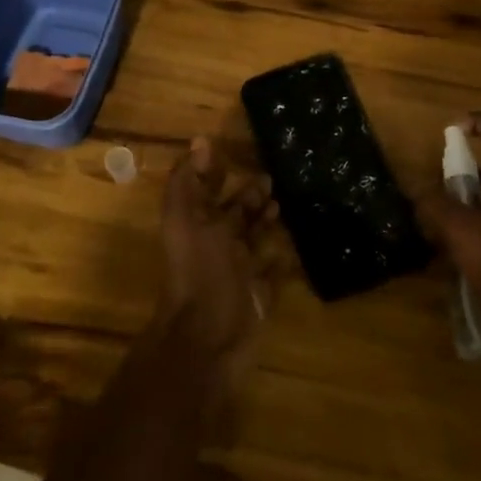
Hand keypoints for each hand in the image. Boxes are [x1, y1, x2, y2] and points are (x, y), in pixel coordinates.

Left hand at [156, 137, 280, 374]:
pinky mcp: (261, 296)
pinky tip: (296, 246)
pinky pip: (275, 274)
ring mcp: (240, 273)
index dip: (216, 173)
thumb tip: (200, 140)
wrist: (209, 339)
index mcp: (198, 227)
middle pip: (234, 215)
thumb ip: (187, 182)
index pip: (207, 192)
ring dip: (266, 222)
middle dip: (250, 196)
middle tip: (272, 176)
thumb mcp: (185, 220)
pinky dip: (284, 260)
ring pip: (255, 241)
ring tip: (286, 203)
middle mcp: (218, 247)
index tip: (234, 150)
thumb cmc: (198, 272)